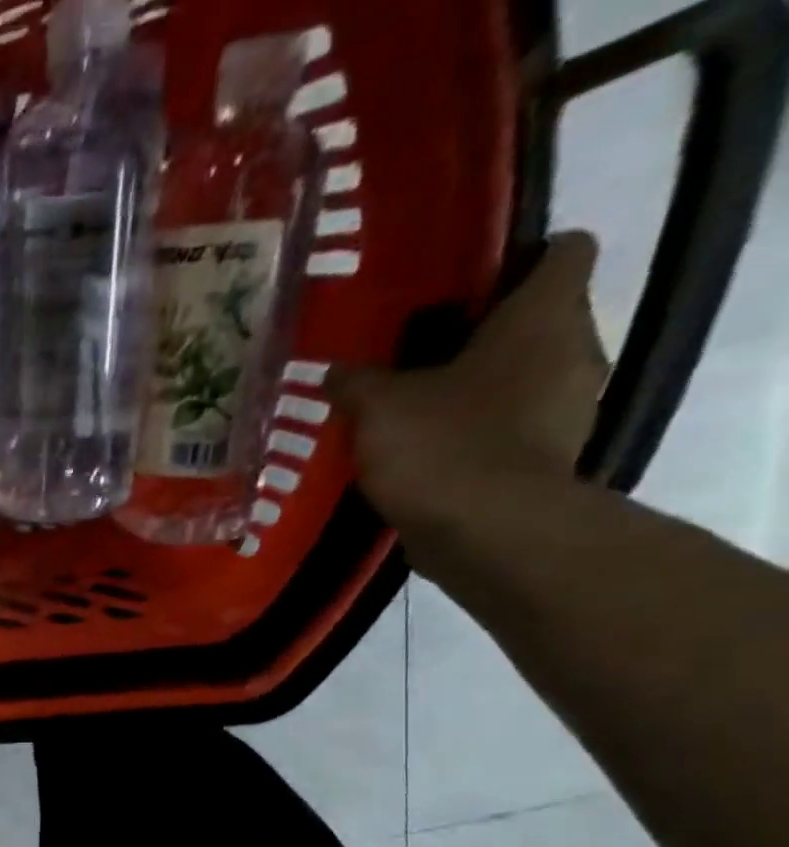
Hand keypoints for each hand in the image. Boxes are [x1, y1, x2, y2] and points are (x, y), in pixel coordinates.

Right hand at [328, 233, 610, 552]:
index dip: (519, 258)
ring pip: (526, 377)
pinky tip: (431, 453)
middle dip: (485, 334)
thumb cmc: (442, 445)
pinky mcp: (549, 458)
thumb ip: (356, 382)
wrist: (488, 531)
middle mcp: (574, 350)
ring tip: (418, 409)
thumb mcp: (377, 407)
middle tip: (421, 355)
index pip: (563, 251)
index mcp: (543, 316)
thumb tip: (338, 371)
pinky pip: (514, 428)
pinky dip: (479, 434)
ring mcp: (568, 409)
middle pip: (539, 320)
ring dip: (481, 389)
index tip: (466, 284)